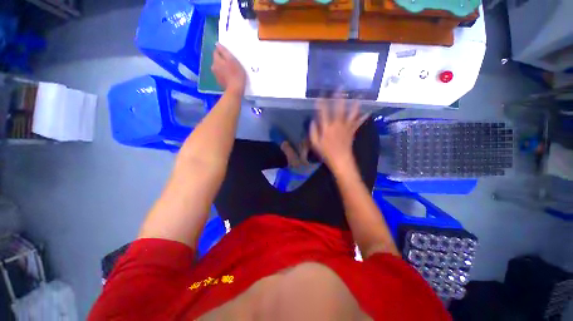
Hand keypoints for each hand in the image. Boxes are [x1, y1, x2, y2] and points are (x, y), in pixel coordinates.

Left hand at [212, 43, 246, 95]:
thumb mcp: (232, 60)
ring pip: (218, 68)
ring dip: (223, 68)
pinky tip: (230, 77)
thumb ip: (224, 51)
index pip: (216, 51)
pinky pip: (221, 75)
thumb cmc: (236, 74)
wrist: (235, 90)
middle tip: (231, 63)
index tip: (230, 55)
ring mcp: (216, 75)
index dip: (222, 52)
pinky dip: (224, 75)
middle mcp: (213, 67)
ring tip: (231, 70)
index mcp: (216, 60)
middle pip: (217, 60)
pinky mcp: (219, 82)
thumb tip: (217, 44)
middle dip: (222, 60)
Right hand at [310, 96, 368, 170]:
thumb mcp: (315, 144)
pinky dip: (363, 117)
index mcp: (327, 127)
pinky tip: (368, 112)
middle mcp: (337, 124)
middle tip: (340, 88)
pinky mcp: (352, 131)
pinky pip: (358, 122)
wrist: (340, 160)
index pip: (323, 112)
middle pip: (338, 109)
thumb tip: (313, 120)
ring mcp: (346, 127)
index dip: (321, 103)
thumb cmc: (326, 153)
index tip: (320, 95)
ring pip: (351, 113)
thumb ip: (313, 131)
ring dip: (353, 104)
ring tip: (357, 95)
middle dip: (338, 98)